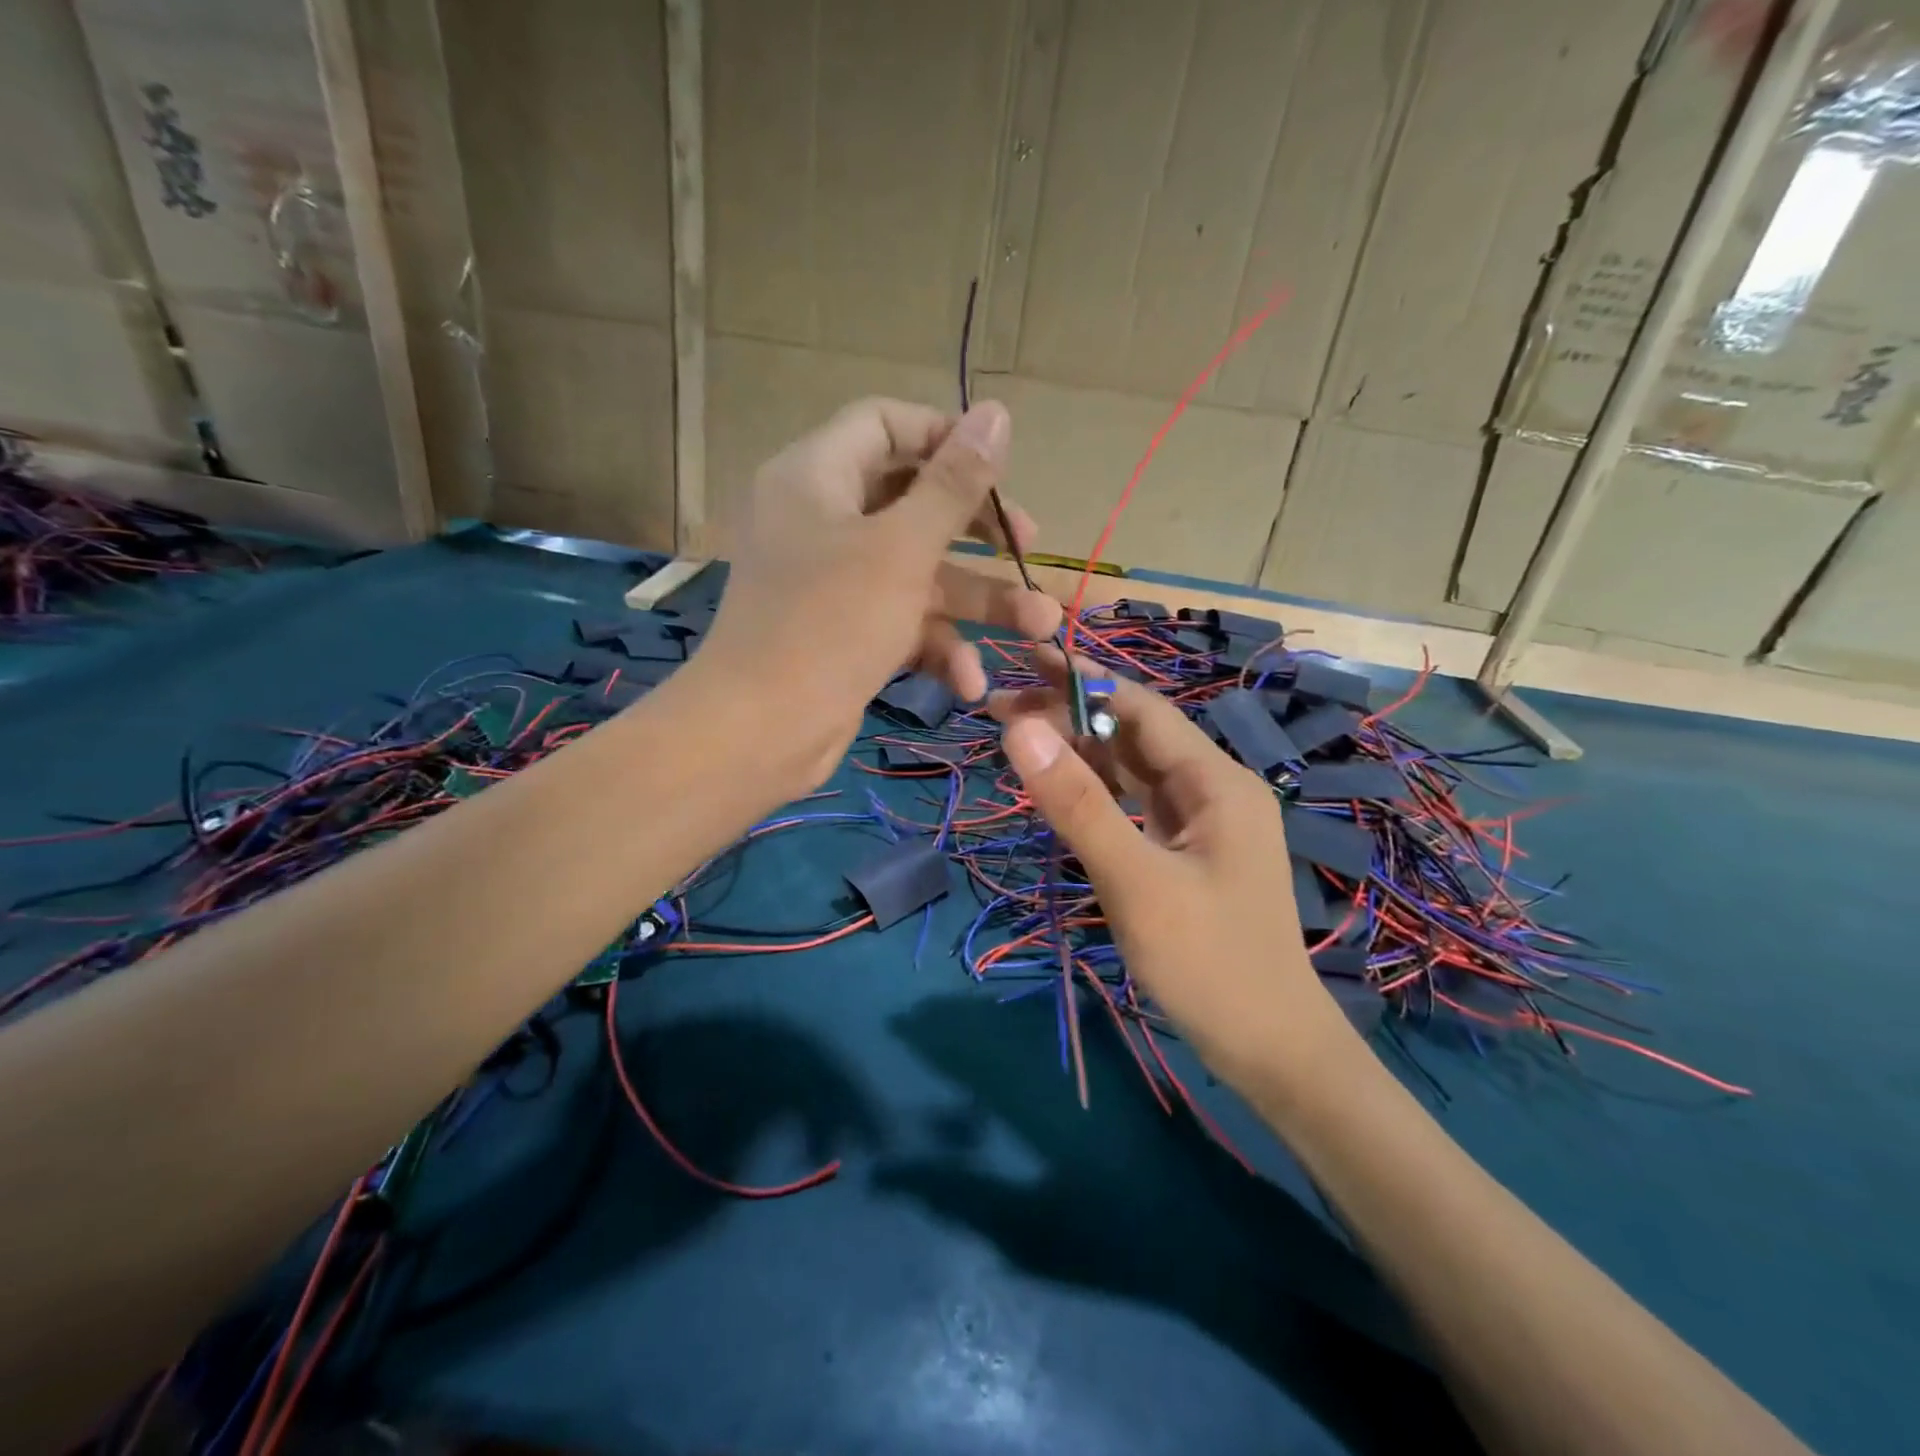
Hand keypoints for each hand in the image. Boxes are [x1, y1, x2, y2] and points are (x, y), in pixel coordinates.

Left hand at [696, 398, 1060, 786]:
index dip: (945, 438)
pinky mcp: (844, 631)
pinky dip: (935, 645)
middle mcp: (821, 519)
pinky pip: (899, 620)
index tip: (999, 471)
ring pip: (917, 570)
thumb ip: (953, 483)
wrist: (760, 733)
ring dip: (977, 600)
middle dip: (977, 530)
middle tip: (1028, 547)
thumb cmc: (831, 624)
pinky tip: (967, 682)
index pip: (885, 424)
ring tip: (1038, 625)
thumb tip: (996, 411)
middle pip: (911, 500)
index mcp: (817, 475)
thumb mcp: (902, 548)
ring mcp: (832, 580)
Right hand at [990, 652, 1362, 1096]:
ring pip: (1133, 771)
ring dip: (1081, 753)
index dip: (1081, 682)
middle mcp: (1212, 789)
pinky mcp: (1188, 853)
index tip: (1020, 665)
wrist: (1272, 1050)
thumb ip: (1078, 804)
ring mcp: (1202, 823)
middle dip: (1071, 716)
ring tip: (1018, 740)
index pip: (1140, 707)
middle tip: (1000, 711)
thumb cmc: (1209, 964)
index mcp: (1214, 780)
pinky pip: (1136, 806)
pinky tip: (1061, 791)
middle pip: (1135, 735)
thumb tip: (1018, 728)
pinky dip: (1096, 793)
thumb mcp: (1135, 881)